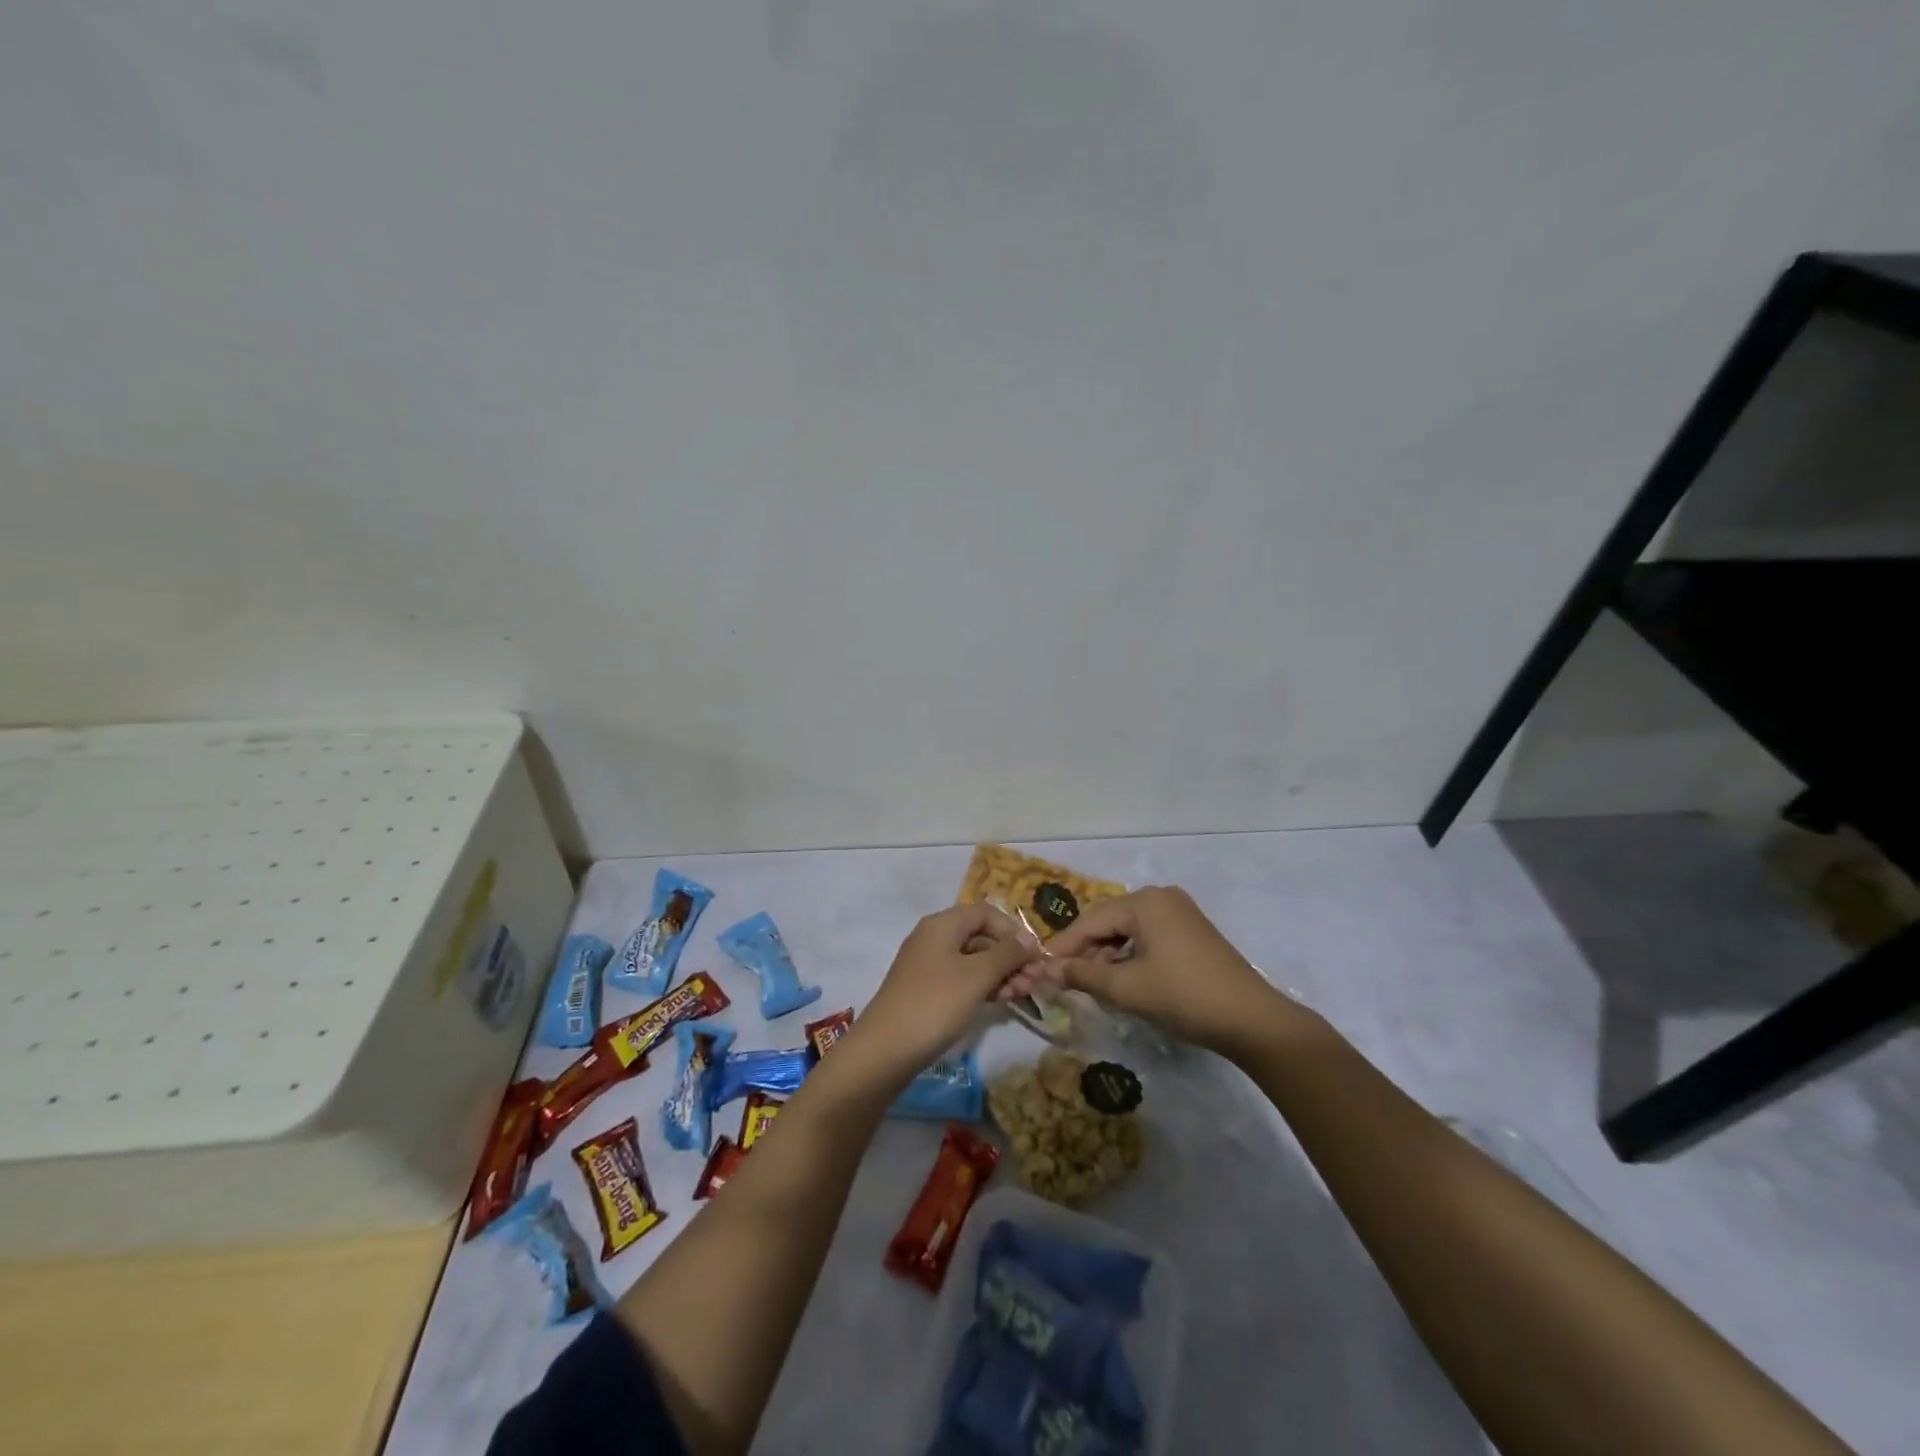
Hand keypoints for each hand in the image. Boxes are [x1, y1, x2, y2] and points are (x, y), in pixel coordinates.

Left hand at [848, 904, 1040, 1079]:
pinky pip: (963, 979)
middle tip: (1034, 982)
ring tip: (1022, 995)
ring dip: (1001, 973)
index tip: (1034, 955)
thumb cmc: (935, 1003)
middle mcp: (934, 938)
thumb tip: (1030, 940)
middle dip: (1010, 956)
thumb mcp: (977, 975)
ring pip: (974, 960)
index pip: (986, 913)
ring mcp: (929, 966)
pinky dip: (984, 986)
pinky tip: (1001, 1001)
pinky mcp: (928, 991)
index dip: (1013, 930)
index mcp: (942, 924)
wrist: (885, 1050)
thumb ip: (1007, 954)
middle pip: (981, 936)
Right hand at [1043, 887, 1303, 1057]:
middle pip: (1109, 921)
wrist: (1252, 1020)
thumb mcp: (1127, 988)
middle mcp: (1161, 897)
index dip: (1063, 946)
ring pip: (1128, 930)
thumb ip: (1083, 976)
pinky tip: (1121, 979)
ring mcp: (1179, 913)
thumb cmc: (1184, 997)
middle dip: (1085, 950)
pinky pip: (1148, 936)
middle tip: (1063, 979)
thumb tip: (1046, 971)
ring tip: (1090, 983)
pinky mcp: (1191, 931)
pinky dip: (1130, 956)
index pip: (1090, 920)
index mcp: (1145, 902)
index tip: (1040, 969)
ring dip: (1107, 956)